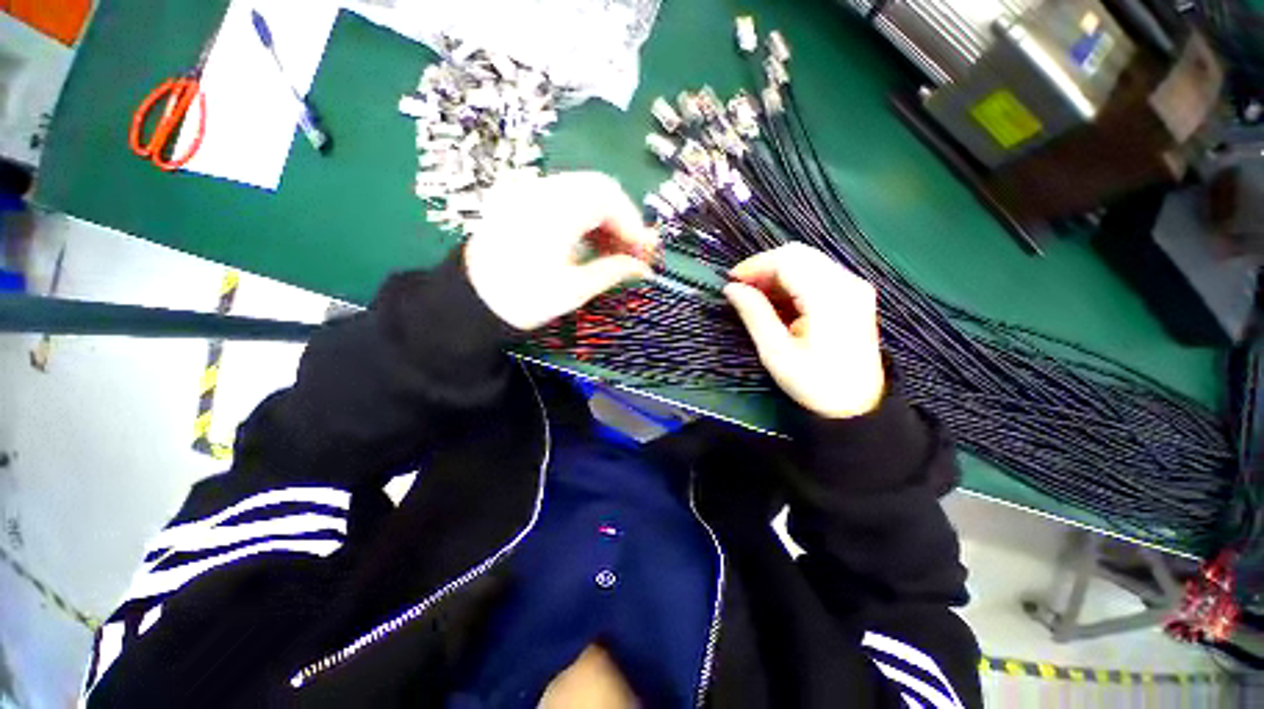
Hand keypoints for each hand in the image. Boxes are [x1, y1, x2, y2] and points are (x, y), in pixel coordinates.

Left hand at [464, 172, 659, 330]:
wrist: (470, 302)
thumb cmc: (522, 300)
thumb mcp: (573, 290)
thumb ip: (612, 272)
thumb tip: (645, 269)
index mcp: (554, 211)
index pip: (608, 199)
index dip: (633, 224)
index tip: (647, 252)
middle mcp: (541, 189)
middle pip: (599, 187)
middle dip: (623, 219)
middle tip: (633, 251)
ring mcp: (529, 190)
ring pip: (583, 190)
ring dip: (606, 217)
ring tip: (615, 250)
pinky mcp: (523, 198)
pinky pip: (565, 196)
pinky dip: (586, 216)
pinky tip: (591, 241)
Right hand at [723, 244, 885, 418]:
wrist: (858, 406)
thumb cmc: (814, 383)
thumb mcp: (776, 353)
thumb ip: (754, 314)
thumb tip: (731, 288)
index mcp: (829, 297)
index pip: (788, 260)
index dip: (755, 265)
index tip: (731, 281)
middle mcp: (847, 282)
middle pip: (799, 254)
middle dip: (765, 266)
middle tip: (742, 288)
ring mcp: (854, 286)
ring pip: (808, 261)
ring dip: (778, 273)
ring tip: (756, 295)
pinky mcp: (854, 294)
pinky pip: (818, 273)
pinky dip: (793, 280)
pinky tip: (779, 299)